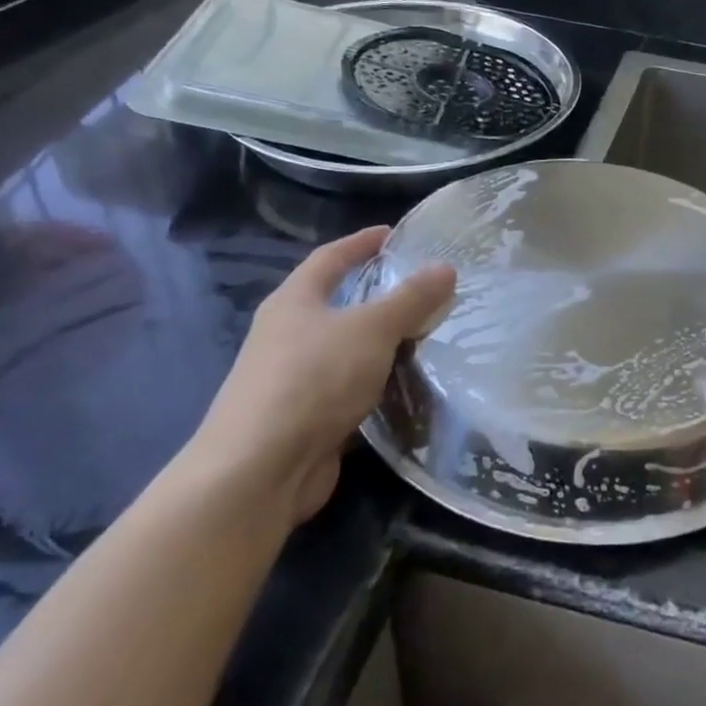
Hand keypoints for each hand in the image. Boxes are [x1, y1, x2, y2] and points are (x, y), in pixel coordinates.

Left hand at [183, 227, 454, 526]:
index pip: (329, 258)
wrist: (260, 471)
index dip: (361, 243)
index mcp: (294, 302)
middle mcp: (287, 335)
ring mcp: (293, 380)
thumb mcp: (371, 329)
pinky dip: (376, 384)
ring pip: (345, 349)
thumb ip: (410, 298)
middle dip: (377, 295)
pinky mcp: (305, 419)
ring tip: (426, 335)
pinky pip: (349, 389)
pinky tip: (406, 387)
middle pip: (336, 303)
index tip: (394, 234)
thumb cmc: (313, 380)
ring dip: (380, 343)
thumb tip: (446, 267)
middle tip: (423, 288)